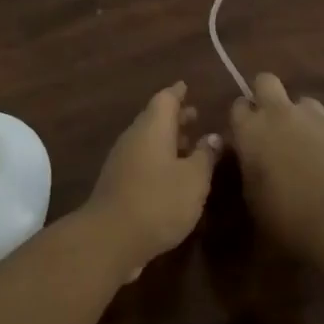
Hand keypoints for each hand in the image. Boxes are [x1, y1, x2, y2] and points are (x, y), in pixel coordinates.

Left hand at [85, 82, 221, 279]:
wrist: (111, 237)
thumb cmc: (159, 201)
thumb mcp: (194, 179)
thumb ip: (205, 155)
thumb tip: (213, 136)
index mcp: (152, 128)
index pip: (165, 99)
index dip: (178, 93)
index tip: (187, 86)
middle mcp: (134, 137)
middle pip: (154, 118)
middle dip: (175, 117)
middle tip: (196, 116)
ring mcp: (122, 159)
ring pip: (148, 140)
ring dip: (168, 139)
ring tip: (189, 145)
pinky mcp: (118, 182)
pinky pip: (142, 159)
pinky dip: (159, 158)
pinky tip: (173, 174)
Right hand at [230, 74, 323, 261]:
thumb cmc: (286, 219)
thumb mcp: (252, 199)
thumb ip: (248, 170)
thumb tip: (251, 160)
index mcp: (250, 130)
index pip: (238, 105)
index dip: (242, 118)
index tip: (245, 135)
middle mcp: (279, 114)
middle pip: (266, 81)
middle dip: (265, 95)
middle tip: (270, 124)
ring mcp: (315, 119)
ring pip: (304, 101)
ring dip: (301, 116)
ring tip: (305, 144)